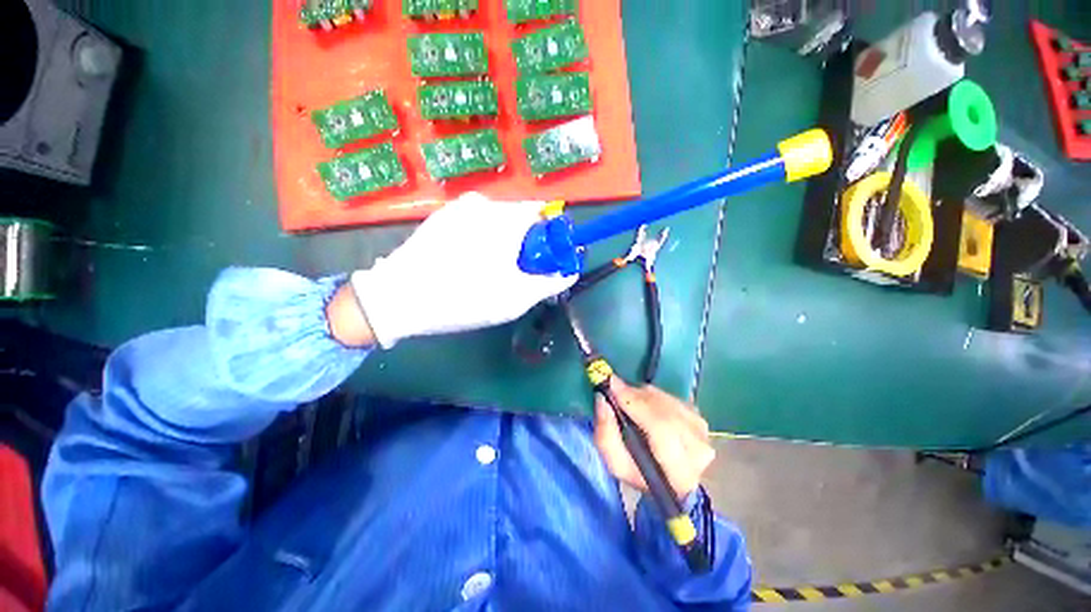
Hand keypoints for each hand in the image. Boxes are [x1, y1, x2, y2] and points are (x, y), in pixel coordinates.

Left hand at [350, 193, 576, 347]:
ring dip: (502, 243)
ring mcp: (457, 208)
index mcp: (505, 217)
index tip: (543, 261)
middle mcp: (482, 203)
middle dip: (525, 243)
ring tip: (489, 272)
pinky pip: (474, 224)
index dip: (549, 237)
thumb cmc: (464, 298)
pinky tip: (467, 264)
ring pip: (496, 221)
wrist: (397, 299)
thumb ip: (549, 283)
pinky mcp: (439, 217)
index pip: (542, 213)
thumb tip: (569, 273)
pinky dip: (481, 240)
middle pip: (519, 217)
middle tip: (515, 273)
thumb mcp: (516, 298)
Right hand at [594, 379, 714, 498]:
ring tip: (628, 401)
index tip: (612, 385)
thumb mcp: (615, 462)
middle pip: (663, 410)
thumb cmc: (638, 472)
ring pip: (666, 400)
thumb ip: (606, 433)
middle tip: (614, 388)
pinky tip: (644, 404)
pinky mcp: (700, 416)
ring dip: (643, 395)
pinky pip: (671, 396)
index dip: (635, 403)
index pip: (660, 428)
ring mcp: (702, 431)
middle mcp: (698, 450)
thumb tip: (603, 398)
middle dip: (635, 396)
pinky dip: (653, 395)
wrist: (667, 476)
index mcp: (679, 473)